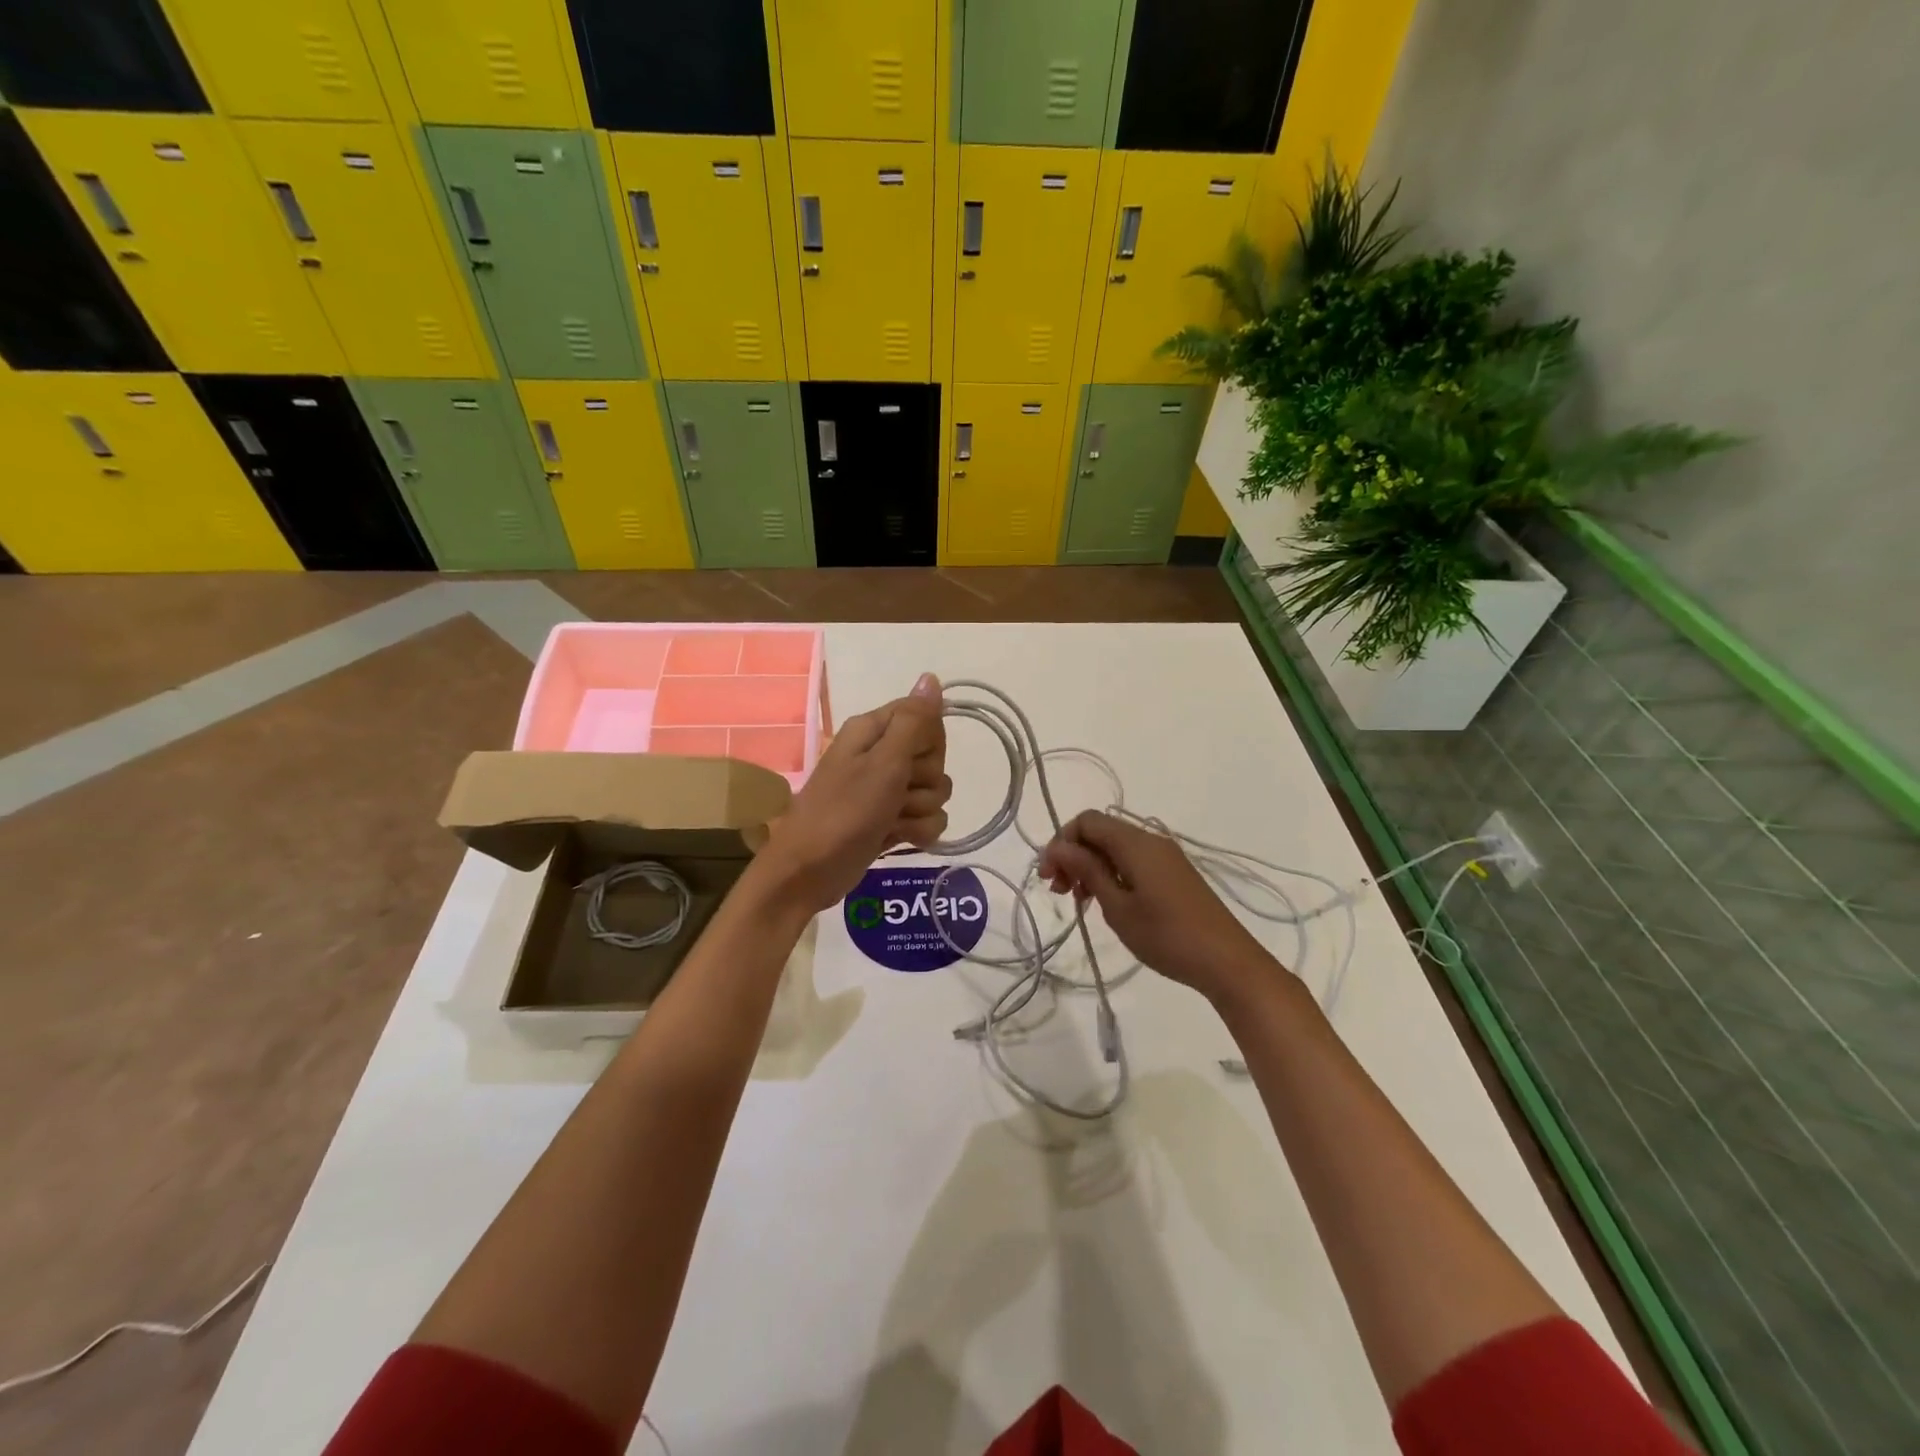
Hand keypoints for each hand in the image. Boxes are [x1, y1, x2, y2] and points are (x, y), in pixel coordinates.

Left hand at [760, 673, 949, 912]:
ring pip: (935, 791)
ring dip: (920, 811)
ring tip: (891, 821)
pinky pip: (927, 818)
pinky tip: (897, 838)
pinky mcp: (891, 821)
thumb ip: (913, 721)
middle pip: (934, 757)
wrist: (809, 872)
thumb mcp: (883, 763)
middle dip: (924, 781)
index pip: (925, 718)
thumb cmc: (843, 812)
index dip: (928, 741)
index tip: (910, 759)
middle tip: (896, 793)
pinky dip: (917, 831)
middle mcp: (881, 755)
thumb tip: (932, 677)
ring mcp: (886, 791)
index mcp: (873, 731)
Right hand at [1038, 810, 1277, 1005]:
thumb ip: (1087, 870)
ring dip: (1090, 866)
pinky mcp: (1173, 873)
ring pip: (1115, 847)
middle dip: (1073, 855)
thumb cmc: (1167, 936)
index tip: (1048, 876)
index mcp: (1135, 843)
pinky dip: (1111, 873)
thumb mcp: (1118, 907)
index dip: (1061, 842)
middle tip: (1058, 891)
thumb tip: (1059, 847)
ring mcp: (1165, 856)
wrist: (1227, 961)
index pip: (1087, 821)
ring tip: (1079, 901)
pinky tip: (1105, 901)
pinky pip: (1132, 861)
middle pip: (1100, 832)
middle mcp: (1150, 840)